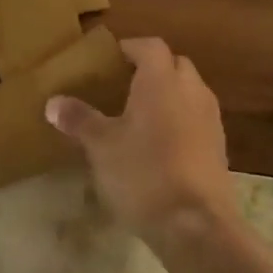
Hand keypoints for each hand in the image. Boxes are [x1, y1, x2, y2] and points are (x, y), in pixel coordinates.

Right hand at [46, 37, 238, 242]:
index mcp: (161, 81)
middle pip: (175, 65)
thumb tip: (53, 102)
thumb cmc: (143, 173)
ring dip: (168, 95)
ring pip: (190, 92)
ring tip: (138, 114)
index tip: (108, 60)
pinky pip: (197, 120)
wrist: (196, 226)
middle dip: (152, 69)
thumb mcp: (101, 146)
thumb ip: (79, 119)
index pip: (150, 46)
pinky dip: (180, 121)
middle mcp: (191, 92)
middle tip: (121, 84)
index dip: (129, 48)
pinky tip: (158, 145)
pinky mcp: (219, 149)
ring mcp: (211, 121)